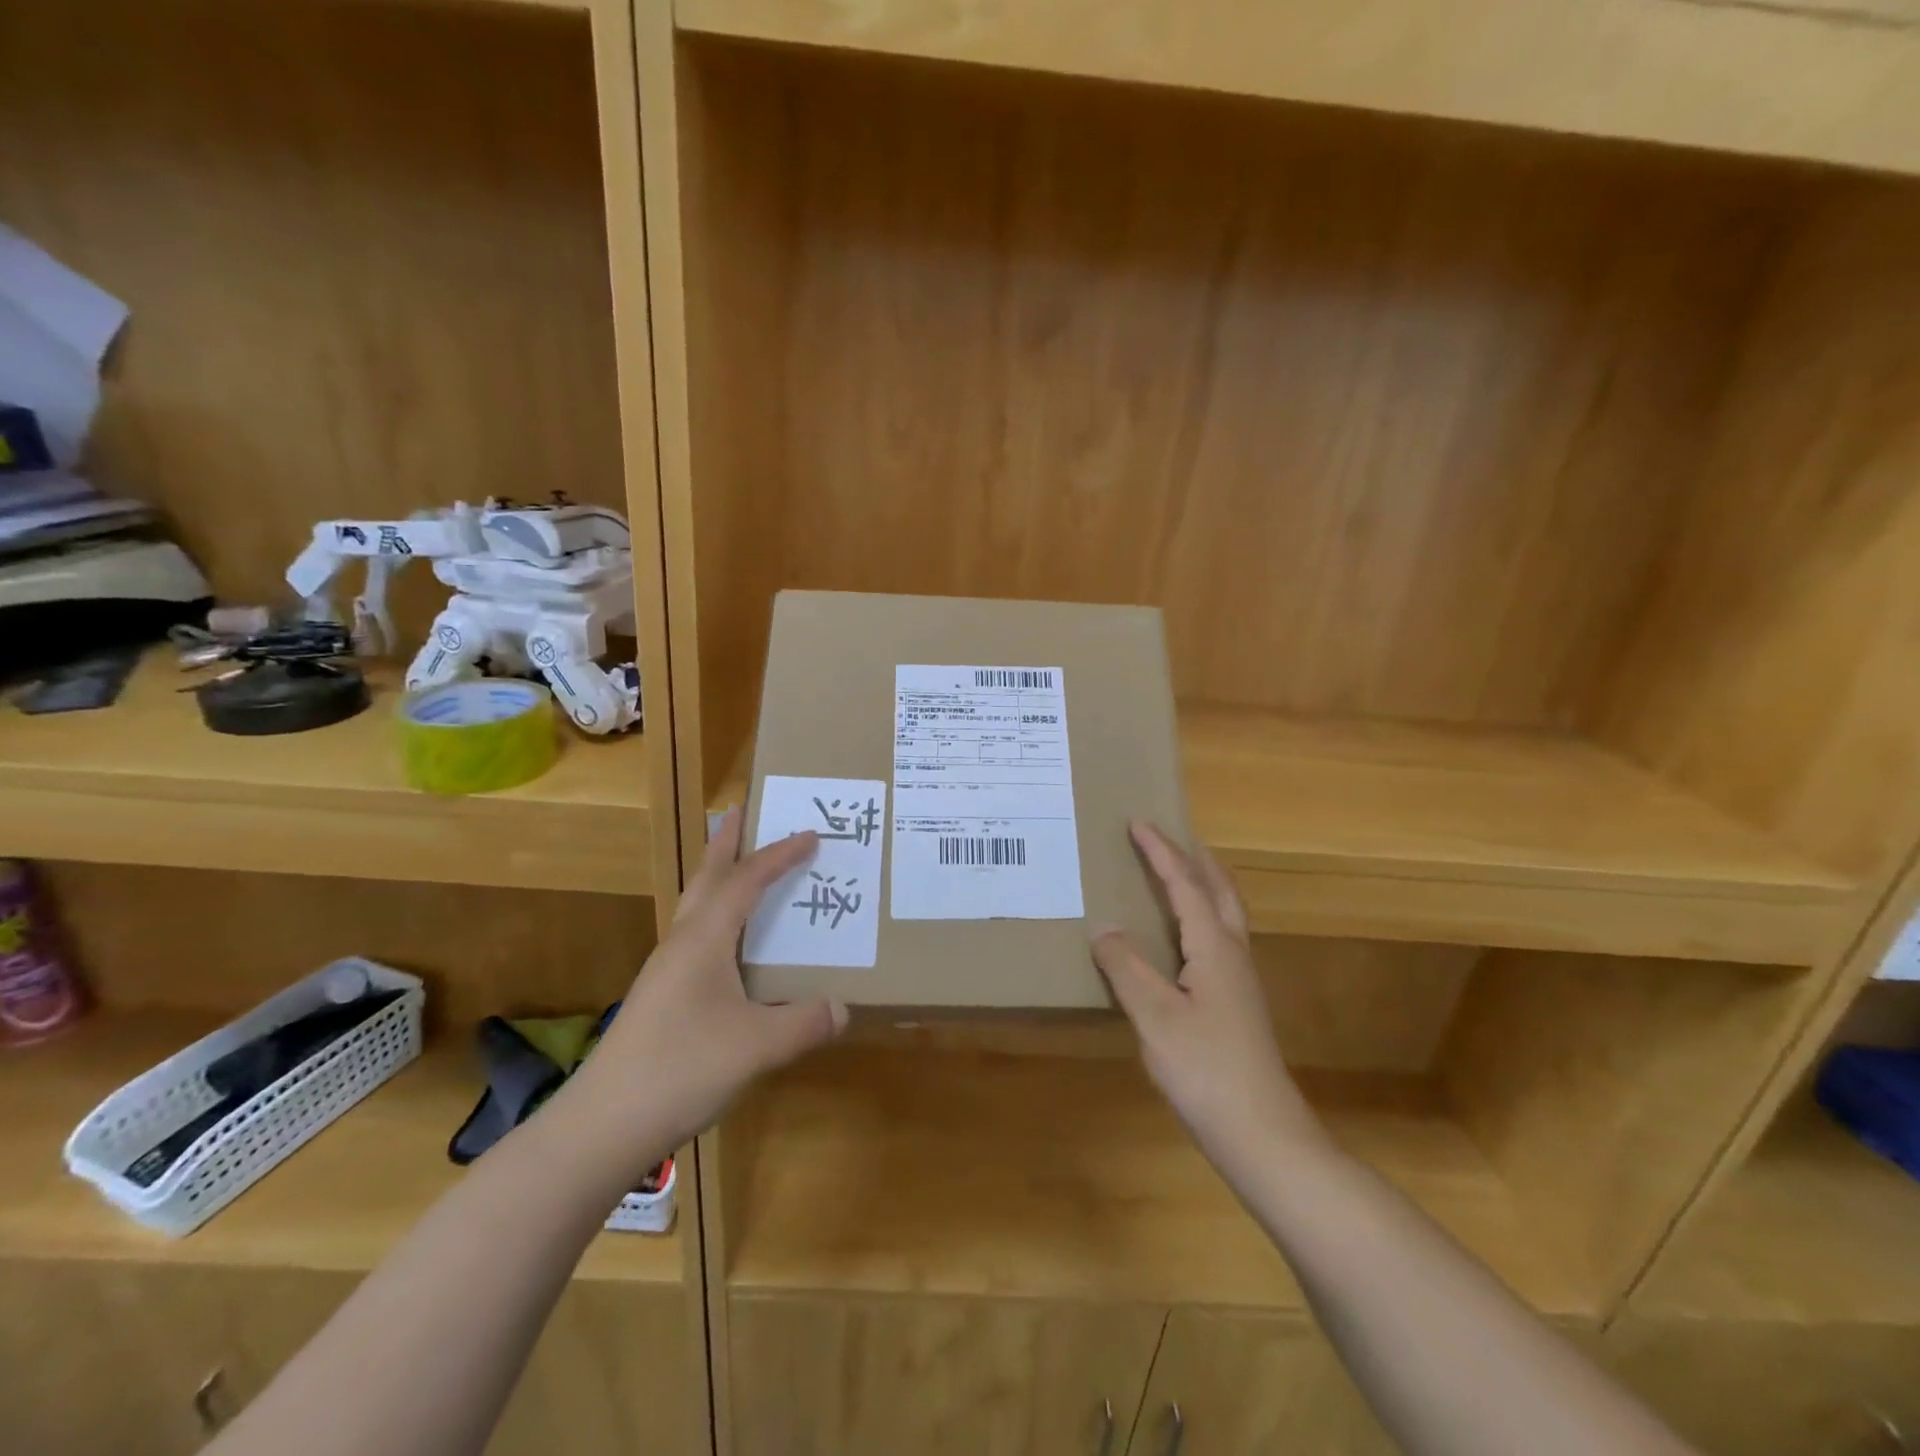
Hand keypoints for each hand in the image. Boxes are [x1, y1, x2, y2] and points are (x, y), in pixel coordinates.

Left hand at [576, 810, 847, 1151]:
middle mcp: (681, 944)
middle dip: (725, 845)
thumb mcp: (756, 1046)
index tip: (810, 835)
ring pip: (696, 908)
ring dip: (718, 879)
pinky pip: (696, 938)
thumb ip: (804, 1023)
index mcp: (704, 940)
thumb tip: (844, 1008)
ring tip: (740, 869)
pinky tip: (730, 947)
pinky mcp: (661, 998)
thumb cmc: (680, 1068)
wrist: (602, 1124)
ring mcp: (666, 971)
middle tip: (740, 813)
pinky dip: (717, 919)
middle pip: (706, 879)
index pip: (746, 881)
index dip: (779, 856)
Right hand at [1092, 821, 1325, 1173]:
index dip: (1160, 851)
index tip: (1137, 822)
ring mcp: (1240, 981)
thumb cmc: (1206, 1069)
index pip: (1185, 884)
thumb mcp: (1155, 1016)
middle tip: (1171, 837)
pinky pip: (1220, 938)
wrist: (1262, 1134)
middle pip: (1220, 890)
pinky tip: (1184, 939)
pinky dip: (1202, 916)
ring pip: (1226, 914)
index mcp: (1214, 947)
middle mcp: (1233, 954)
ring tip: (1180, 874)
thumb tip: (1103, 927)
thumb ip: (1126, 967)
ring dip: (1204, 884)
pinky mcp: (1238, 1004)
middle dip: (1195, 859)